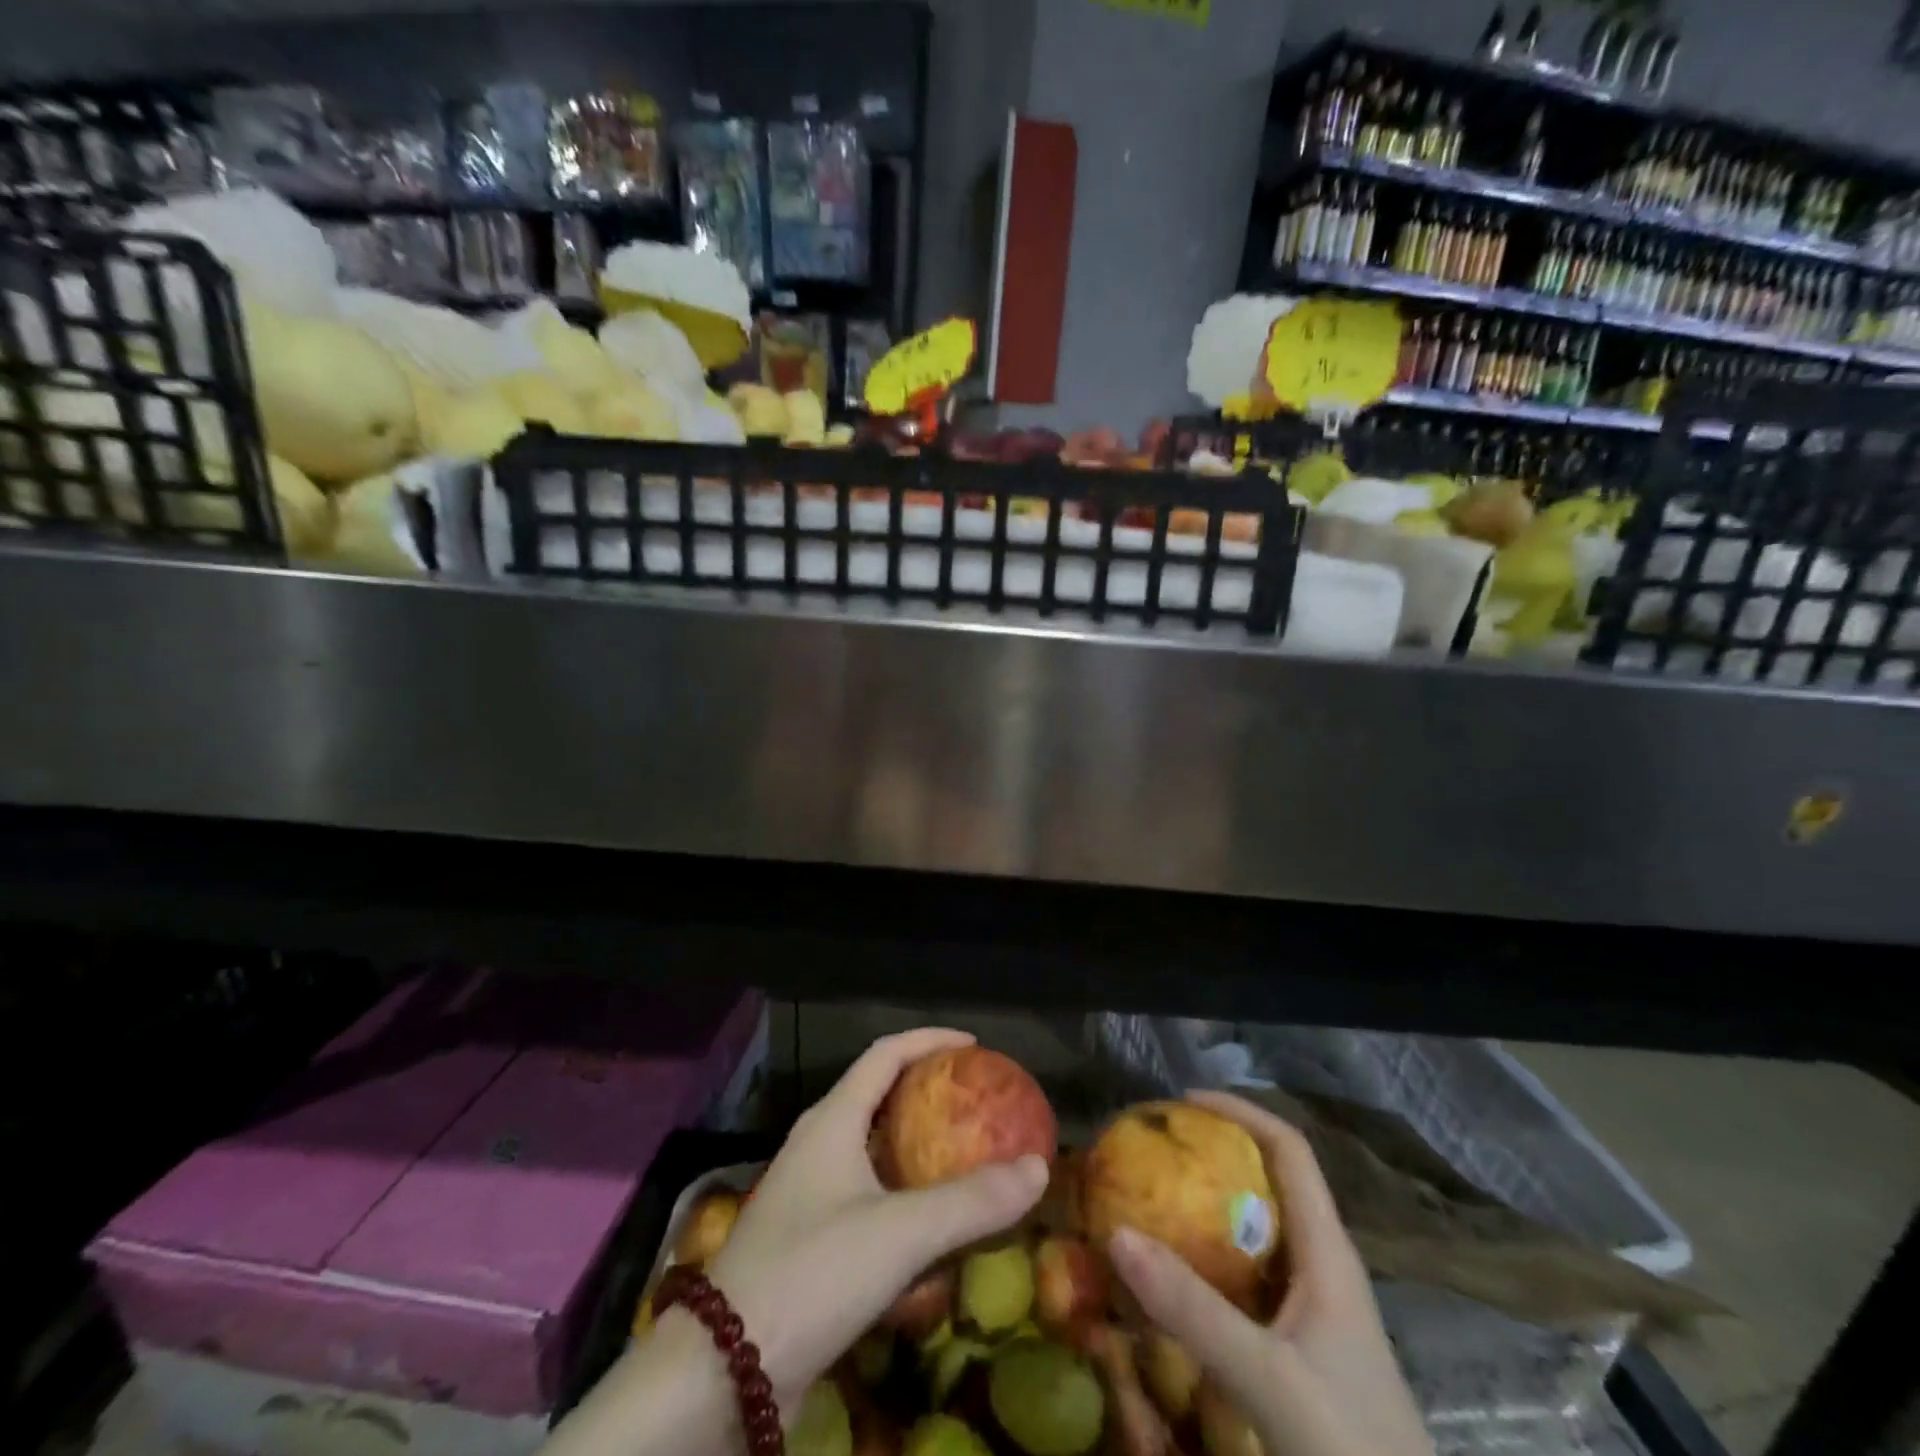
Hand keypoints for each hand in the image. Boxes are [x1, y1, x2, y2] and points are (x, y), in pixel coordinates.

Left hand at [710, 1028, 1049, 1411]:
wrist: (724, 1371)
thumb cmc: (812, 1273)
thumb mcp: (900, 1233)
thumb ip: (971, 1201)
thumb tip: (1038, 1167)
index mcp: (832, 1120)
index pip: (885, 1054)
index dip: (930, 1040)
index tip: (975, 1046)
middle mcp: (818, 1144)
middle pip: (878, 1095)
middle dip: (928, 1090)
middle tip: (976, 1101)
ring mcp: (810, 1193)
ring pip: (872, 1147)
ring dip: (917, 1144)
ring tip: (963, 1153)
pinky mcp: (809, 1239)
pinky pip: (866, 1194)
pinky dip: (904, 1192)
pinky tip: (931, 1222)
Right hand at [1106, 1091, 1433, 1455]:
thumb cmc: (1352, 1448)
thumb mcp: (1269, 1380)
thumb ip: (1193, 1311)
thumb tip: (1116, 1234)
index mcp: (1328, 1252)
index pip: (1289, 1150)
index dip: (1240, 1111)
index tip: (1182, 1101)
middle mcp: (1322, 1267)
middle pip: (1269, 1182)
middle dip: (1212, 1156)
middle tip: (1153, 1151)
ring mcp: (1312, 1310)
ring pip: (1256, 1233)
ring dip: (1206, 1208)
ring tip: (1150, 1200)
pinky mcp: (1299, 1348)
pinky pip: (1246, 1279)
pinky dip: (1207, 1261)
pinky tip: (1172, 1278)